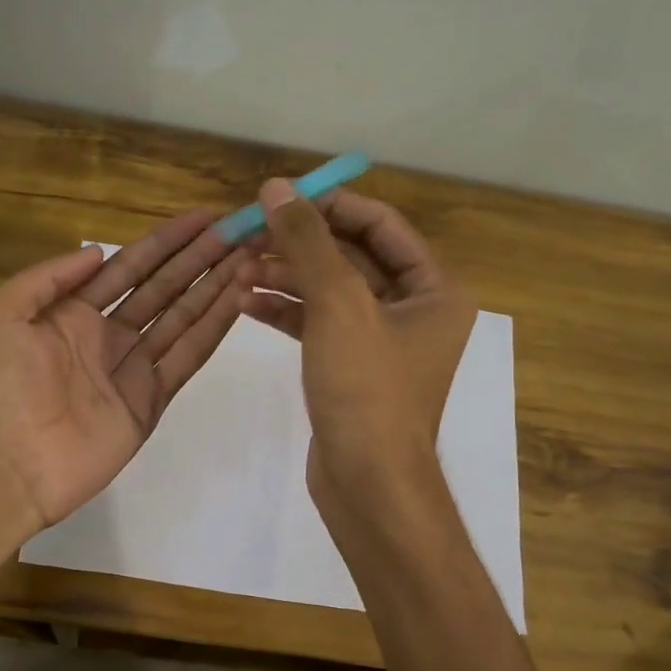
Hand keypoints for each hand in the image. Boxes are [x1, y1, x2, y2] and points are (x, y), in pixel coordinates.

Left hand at [0, 211, 252, 531]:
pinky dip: (213, 328)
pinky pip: (188, 356)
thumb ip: (48, 277)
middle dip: (201, 258)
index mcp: (74, 313)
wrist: (13, 463)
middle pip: (164, 287)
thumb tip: (99, 252)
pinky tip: (239, 299)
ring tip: (251, 256)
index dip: (166, 241)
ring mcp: (133, 368)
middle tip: (241, 231)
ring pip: (183, 317)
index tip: (204, 217)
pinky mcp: (152, 399)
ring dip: (216, 286)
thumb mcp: (0, 314)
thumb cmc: (2, 386)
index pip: (130, 266)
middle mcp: (109, 335)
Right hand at [246, 181, 474, 503]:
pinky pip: (319, 324)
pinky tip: (246, 303)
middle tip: (246, 234)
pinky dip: (286, 312)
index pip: (379, 225)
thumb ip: (307, 242)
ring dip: (285, 277)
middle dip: (298, 245)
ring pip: (329, 291)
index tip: (279, 197)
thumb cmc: (366, 389)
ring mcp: (381, 340)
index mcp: (434, 288)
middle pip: (351, 256)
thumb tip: (277, 187)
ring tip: (237, 271)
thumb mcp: (338, 305)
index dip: (329, 205)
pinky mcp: (351, 367)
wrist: (367, 482)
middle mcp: (414, 309)